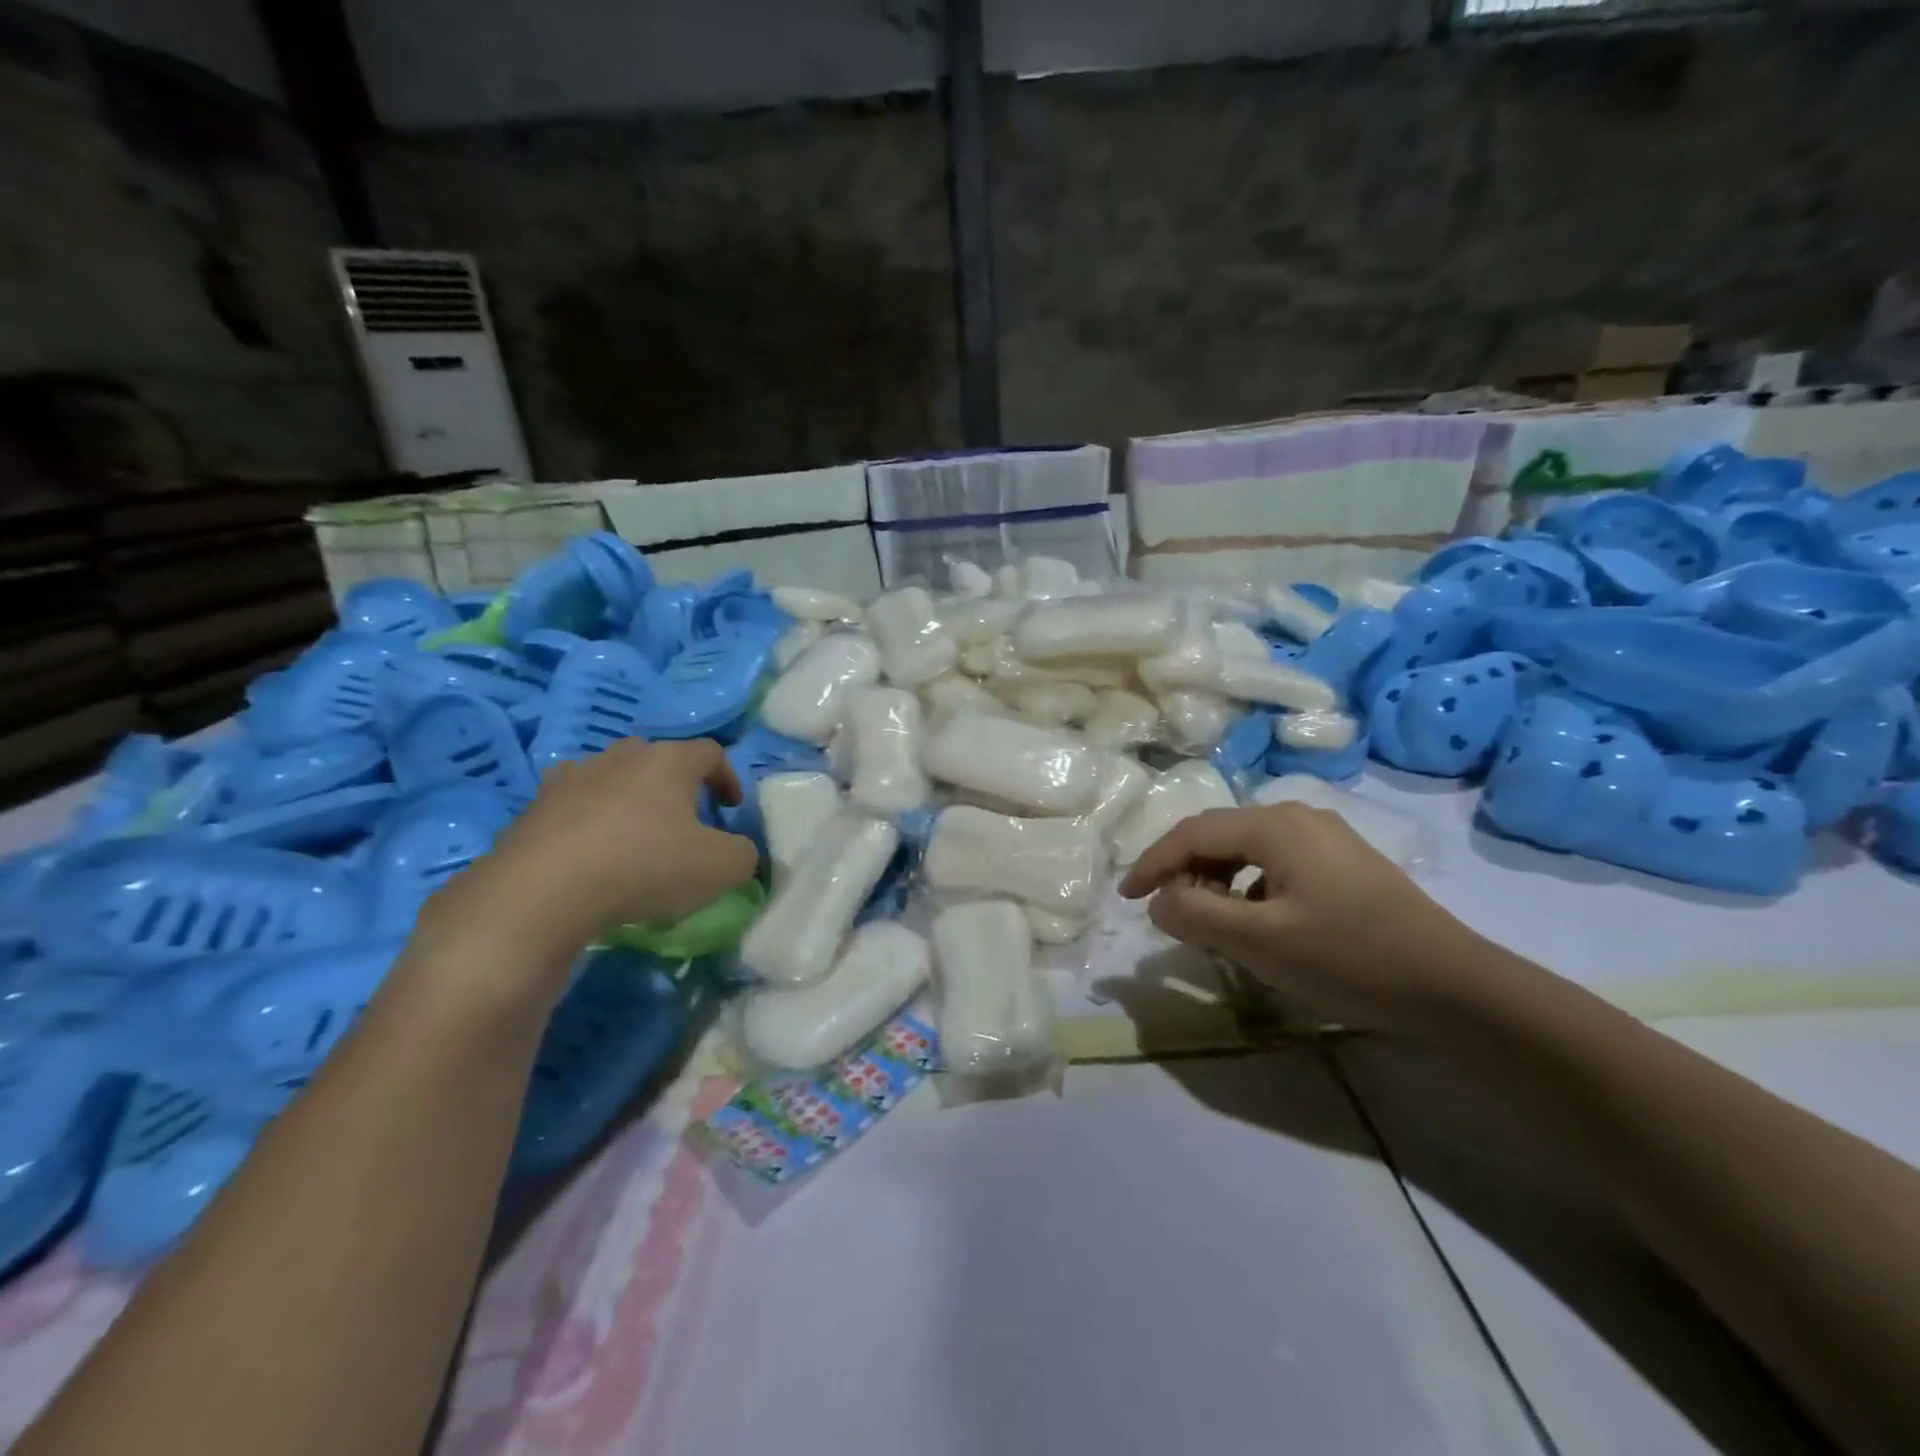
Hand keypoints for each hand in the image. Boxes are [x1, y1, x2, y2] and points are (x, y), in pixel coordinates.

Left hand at [425, 739, 759, 986]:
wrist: (543, 893)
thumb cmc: (646, 866)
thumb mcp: (720, 867)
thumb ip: (743, 854)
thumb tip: (738, 851)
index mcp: (669, 761)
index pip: (709, 752)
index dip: (728, 777)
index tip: (731, 808)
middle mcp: (620, 757)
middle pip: (657, 758)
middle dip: (675, 785)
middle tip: (684, 819)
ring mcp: (572, 779)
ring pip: (611, 778)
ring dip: (628, 800)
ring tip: (634, 835)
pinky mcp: (534, 809)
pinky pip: (573, 808)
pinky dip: (588, 823)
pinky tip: (591, 854)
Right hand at [1117, 803, 1480, 1033]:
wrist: (1454, 987)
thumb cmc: (1348, 957)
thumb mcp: (1258, 940)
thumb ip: (1196, 914)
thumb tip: (1160, 901)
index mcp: (1274, 825)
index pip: (1191, 833)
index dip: (1152, 864)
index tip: (1127, 898)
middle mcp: (1298, 817)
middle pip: (1219, 836)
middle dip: (1185, 872)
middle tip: (1169, 914)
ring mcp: (1326, 837)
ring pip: (1247, 850)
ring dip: (1217, 882)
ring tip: (1210, 923)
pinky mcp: (1344, 862)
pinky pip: (1276, 864)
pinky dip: (1249, 888)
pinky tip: (1258, 923)